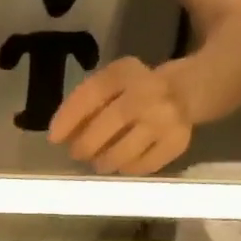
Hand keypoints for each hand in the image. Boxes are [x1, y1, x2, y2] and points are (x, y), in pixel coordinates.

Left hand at [48, 57, 191, 174]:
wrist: (187, 91)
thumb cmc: (134, 92)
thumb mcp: (112, 85)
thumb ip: (87, 104)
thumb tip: (61, 137)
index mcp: (126, 72)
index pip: (93, 93)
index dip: (69, 117)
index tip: (54, 138)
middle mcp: (149, 92)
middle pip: (109, 123)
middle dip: (86, 144)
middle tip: (78, 153)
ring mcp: (167, 118)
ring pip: (125, 150)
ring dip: (104, 161)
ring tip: (99, 162)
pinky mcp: (178, 141)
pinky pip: (144, 165)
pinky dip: (127, 168)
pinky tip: (122, 164)